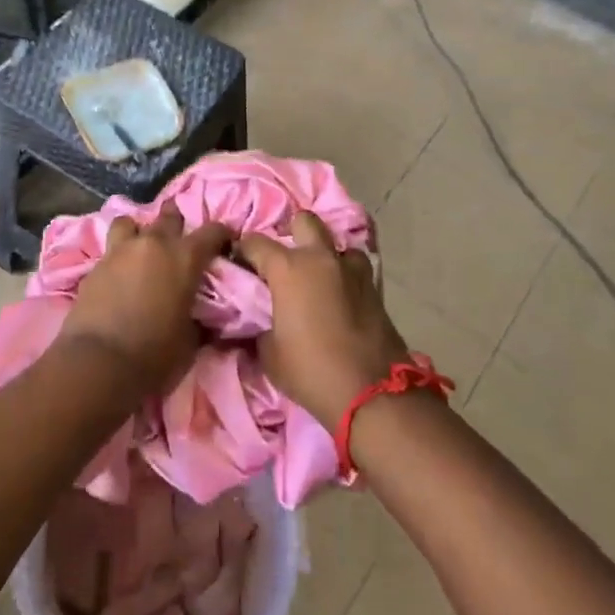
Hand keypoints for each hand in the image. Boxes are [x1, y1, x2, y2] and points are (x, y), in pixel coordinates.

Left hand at [57, 205, 232, 394]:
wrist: (100, 361)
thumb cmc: (155, 354)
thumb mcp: (190, 340)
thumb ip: (197, 317)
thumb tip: (198, 316)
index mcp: (185, 258)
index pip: (212, 231)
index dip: (221, 234)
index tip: (224, 242)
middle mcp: (154, 244)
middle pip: (169, 217)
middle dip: (177, 223)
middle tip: (179, 240)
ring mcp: (121, 251)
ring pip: (131, 222)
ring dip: (139, 231)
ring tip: (140, 248)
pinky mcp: (95, 265)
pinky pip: (110, 249)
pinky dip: (118, 257)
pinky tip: (118, 275)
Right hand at [240, 212, 410, 425]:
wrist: (372, 393)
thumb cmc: (310, 370)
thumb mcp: (269, 353)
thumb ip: (261, 325)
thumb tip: (262, 320)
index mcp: (288, 268)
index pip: (255, 242)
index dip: (244, 250)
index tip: (240, 264)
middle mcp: (320, 258)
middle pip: (304, 221)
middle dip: (292, 232)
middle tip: (285, 260)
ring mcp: (352, 270)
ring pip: (336, 243)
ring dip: (326, 255)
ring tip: (318, 278)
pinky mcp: (375, 287)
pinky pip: (355, 268)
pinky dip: (345, 275)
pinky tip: (340, 296)